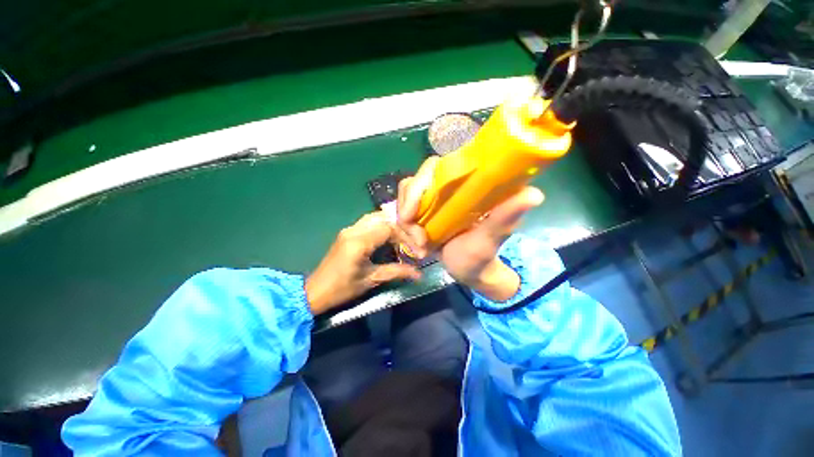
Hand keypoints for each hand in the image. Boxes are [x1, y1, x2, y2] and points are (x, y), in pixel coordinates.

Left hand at [305, 212, 421, 314]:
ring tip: (402, 239)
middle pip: (383, 218)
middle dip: (400, 228)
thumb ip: (396, 272)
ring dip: (391, 225)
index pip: (389, 228)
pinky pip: (368, 222)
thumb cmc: (342, 289)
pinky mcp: (347, 233)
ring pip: (375, 217)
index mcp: (359, 241)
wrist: (314, 292)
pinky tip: (388, 238)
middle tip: (411, 241)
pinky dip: (382, 226)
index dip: (405, 237)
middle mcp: (353, 230)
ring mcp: (349, 229)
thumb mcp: (371, 280)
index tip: (415, 251)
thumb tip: (418, 274)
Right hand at [397, 157, 543, 301]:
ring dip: (406, 227)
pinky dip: (404, 232)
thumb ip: (505, 217)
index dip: (418, 186)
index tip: (412, 214)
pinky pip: (403, 215)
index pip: (433, 169)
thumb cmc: (482, 255)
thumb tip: (535, 194)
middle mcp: (444, 188)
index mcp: (463, 185)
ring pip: (404, 202)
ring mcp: (430, 202)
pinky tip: (415, 247)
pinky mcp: (422, 215)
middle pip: (412, 185)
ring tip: (420, 248)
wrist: (468, 271)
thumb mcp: (491, 238)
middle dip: (407, 213)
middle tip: (417, 239)